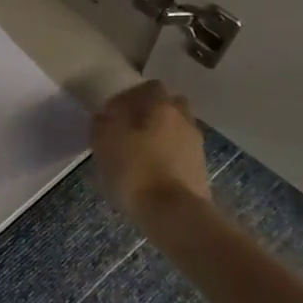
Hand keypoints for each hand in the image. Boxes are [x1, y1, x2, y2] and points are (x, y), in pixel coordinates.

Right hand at [91, 81, 211, 220]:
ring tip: (136, 155)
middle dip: (149, 114)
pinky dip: (165, 158)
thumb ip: (103, 123)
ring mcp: (195, 146)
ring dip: (159, 137)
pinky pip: (179, 154)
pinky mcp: (199, 171)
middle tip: (127, 130)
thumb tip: (105, 117)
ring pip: (175, 130)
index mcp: (162, 106)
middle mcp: (184, 119)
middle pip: (168, 106)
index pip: (148, 87)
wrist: (175, 215)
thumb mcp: (105, 141)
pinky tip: (149, 173)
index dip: (129, 97)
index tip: (112, 114)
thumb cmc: (136, 170)